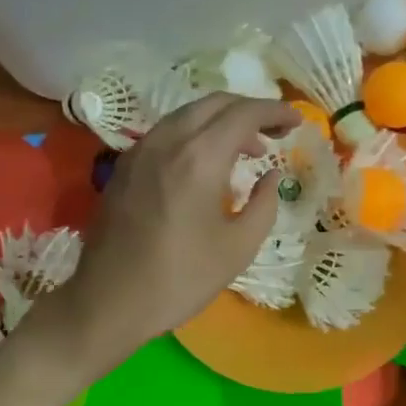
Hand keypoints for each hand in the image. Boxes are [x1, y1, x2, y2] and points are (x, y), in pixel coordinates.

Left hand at [54, 93, 297, 367]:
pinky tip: (206, 165)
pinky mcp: (124, 167)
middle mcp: (167, 141)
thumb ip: (264, 204)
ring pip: (187, 115)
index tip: (296, 122)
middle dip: (249, 110)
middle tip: (274, 133)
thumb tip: (272, 176)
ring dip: (221, 122)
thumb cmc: (181, 279)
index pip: (244, 114)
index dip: (275, 111)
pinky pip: (167, 133)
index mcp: (199, 158)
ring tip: (245, 150)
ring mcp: (140, 151)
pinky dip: (195, 134)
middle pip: (214, 103)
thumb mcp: (238, 248)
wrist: (109, 302)